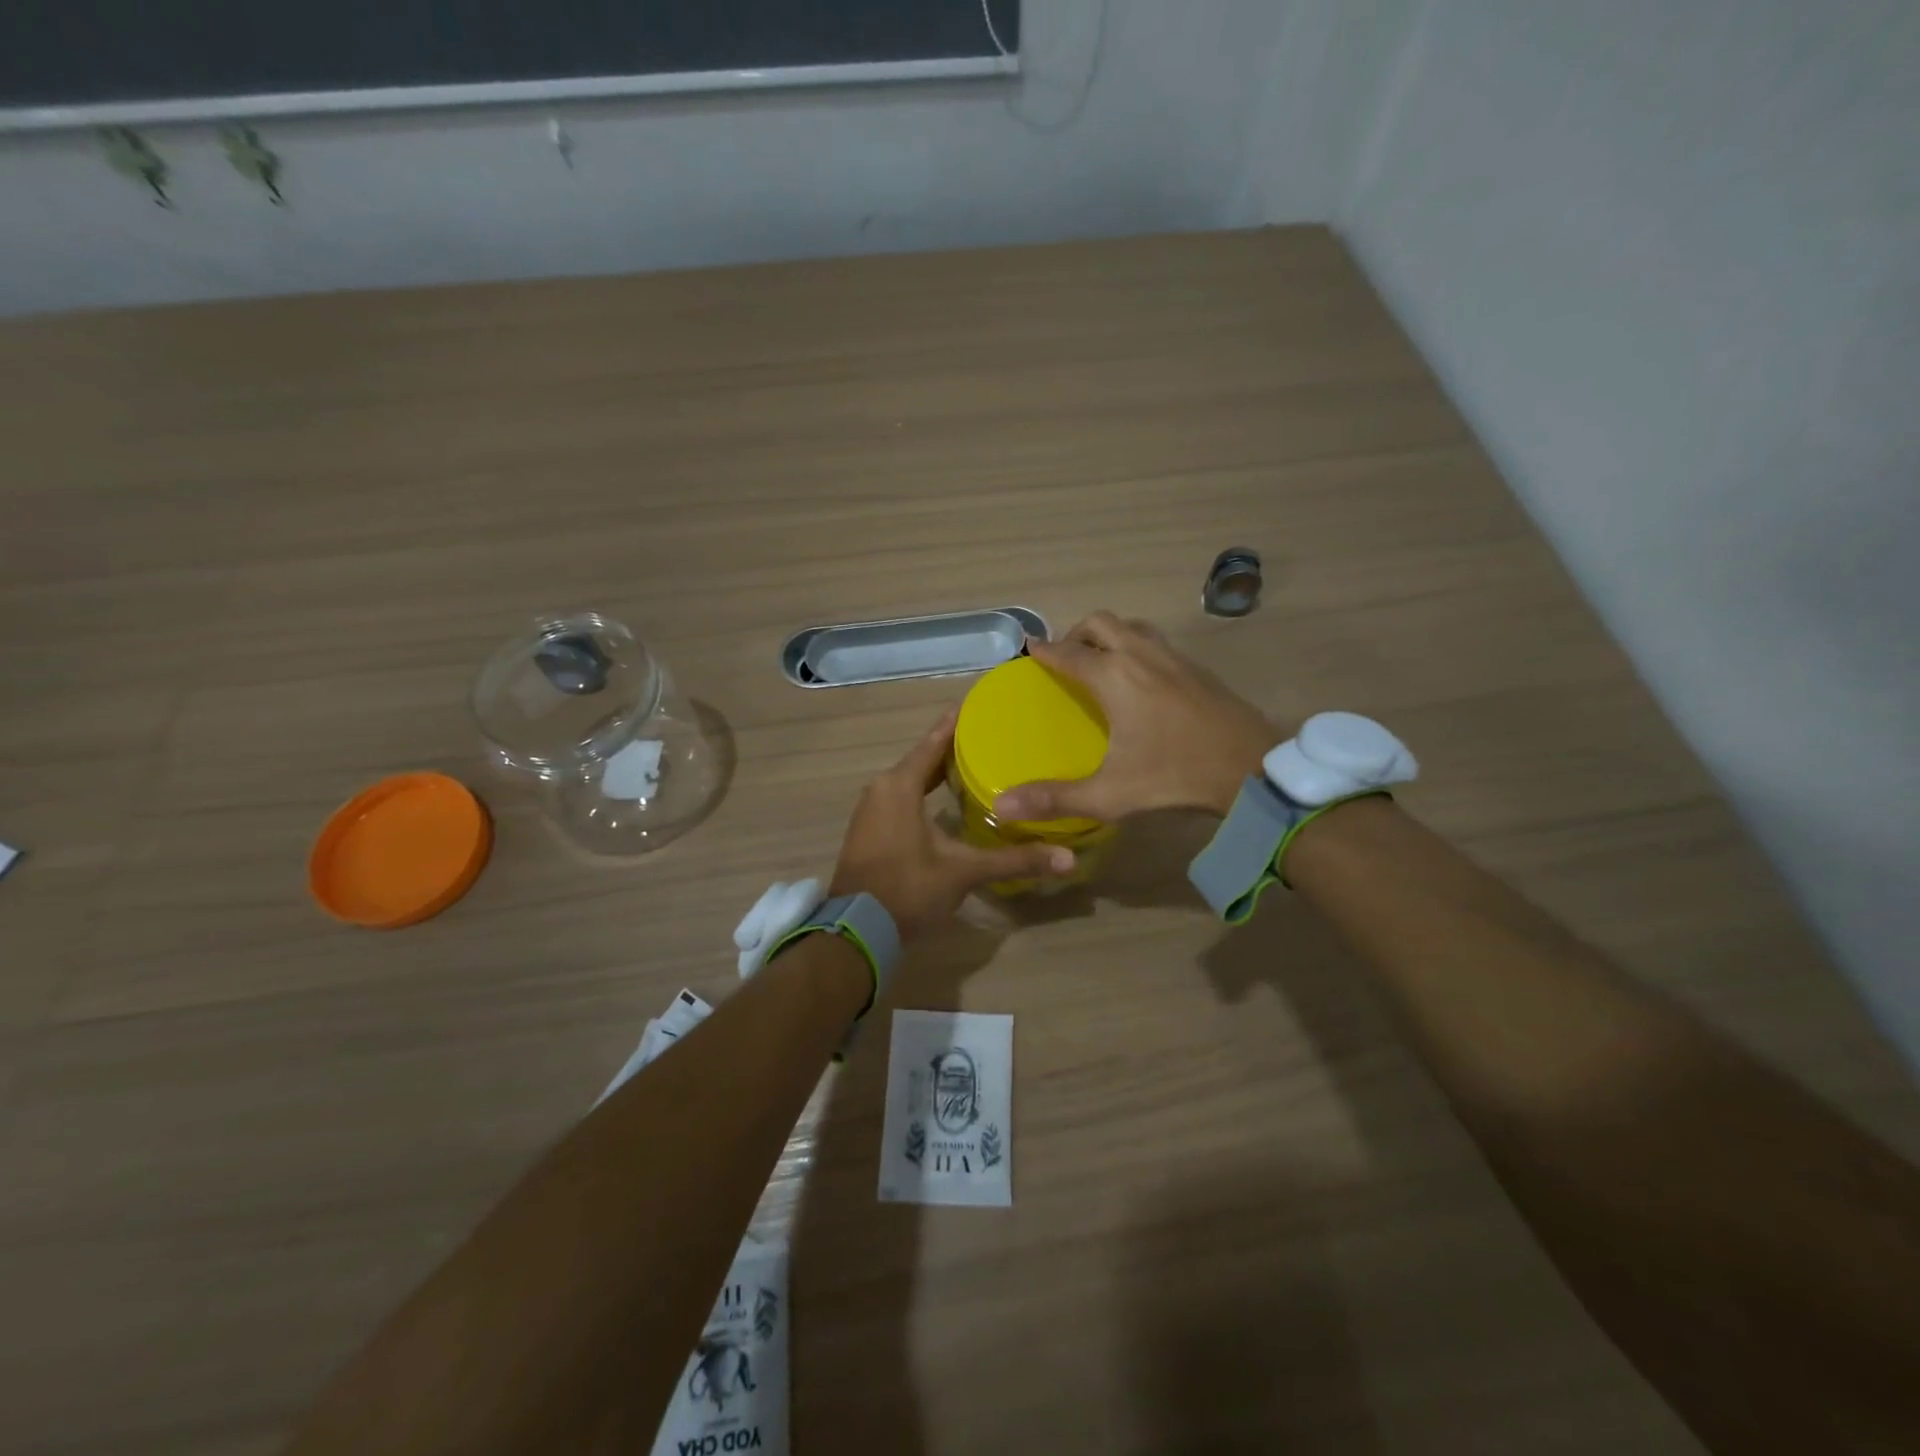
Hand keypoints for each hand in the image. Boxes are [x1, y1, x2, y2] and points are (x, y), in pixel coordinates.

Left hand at [831, 708, 1074, 940]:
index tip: (981, 705)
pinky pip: (901, 798)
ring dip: (938, 773)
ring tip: (976, 766)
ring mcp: (871, 810)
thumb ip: (1015, 860)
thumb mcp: (964, 872)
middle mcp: (881, 788)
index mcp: (900, 785)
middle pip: (922, 759)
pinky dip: (924, 793)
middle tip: (991, 738)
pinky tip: (947, 802)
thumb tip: (1068, 859)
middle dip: (954, 749)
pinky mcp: (869, 830)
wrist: (855, 931)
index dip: (957, 723)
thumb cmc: (908, 889)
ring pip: (910, 780)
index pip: (933, 741)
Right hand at [992, 612, 1280, 821]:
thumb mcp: (1109, 795)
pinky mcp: (1197, 667)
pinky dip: (1136, 645)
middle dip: (1076, 634)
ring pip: (1131, 626)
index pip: (1067, 653)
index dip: (1044, 650)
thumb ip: (1054, 798)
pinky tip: (1141, 679)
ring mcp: (1173, 657)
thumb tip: (1001, 806)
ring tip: (1100, 661)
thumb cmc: (1175, 777)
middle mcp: (1140, 656)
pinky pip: (1155, 641)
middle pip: (1100, 623)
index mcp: (1114, 677)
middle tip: (1065, 658)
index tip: (1029, 649)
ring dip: (1109, 635)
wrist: (1253, 768)